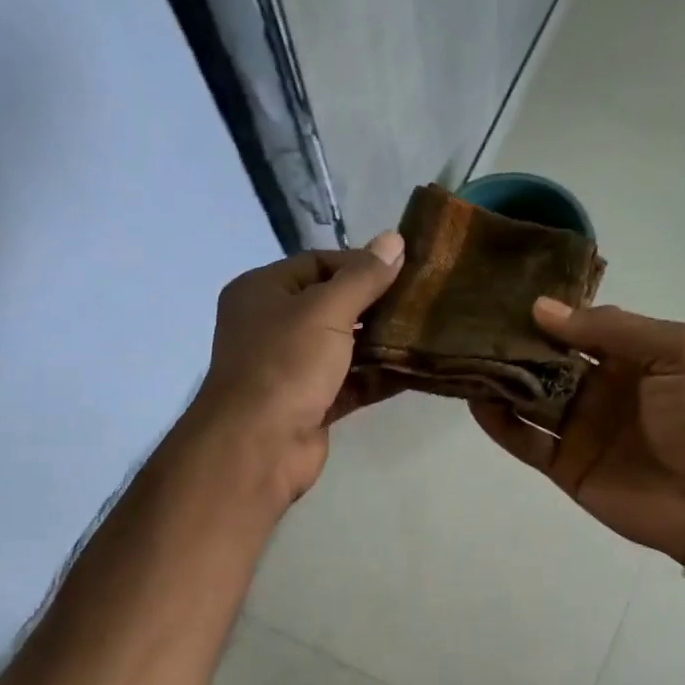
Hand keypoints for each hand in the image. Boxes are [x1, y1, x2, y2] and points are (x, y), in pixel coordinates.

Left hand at [185, 232, 405, 502]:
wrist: (258, 445)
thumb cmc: (285, 364)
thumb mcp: (326, 310)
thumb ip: (362, 278)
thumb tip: (394, 240)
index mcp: (262, 291)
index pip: (316, 263)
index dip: (359, 263)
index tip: (402, 269)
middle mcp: (272, 326)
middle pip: (332, 305)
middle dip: (374, 304)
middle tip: (420, 300)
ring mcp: (291, 368)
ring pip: (343, 347)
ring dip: (380, 342)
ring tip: (425, 331)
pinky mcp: (310, 404)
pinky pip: (350, 382)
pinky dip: (377, 376)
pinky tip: (415, 369)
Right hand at [472, 300, 684, 563]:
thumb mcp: (676, 350)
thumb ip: (612, 328)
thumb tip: (542, 309)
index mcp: (629, 358)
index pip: (578, 329)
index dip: (546, 316)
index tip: (506, 299)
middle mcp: (599, 389)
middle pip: (546, 362)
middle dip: (514, 345)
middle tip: (473, 325)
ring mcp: (579, 428)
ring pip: (528, 398)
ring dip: (500, 380)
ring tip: (464, 357)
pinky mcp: (564, 465)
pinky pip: (525, 440)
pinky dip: (499, 423)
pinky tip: (477, 400)